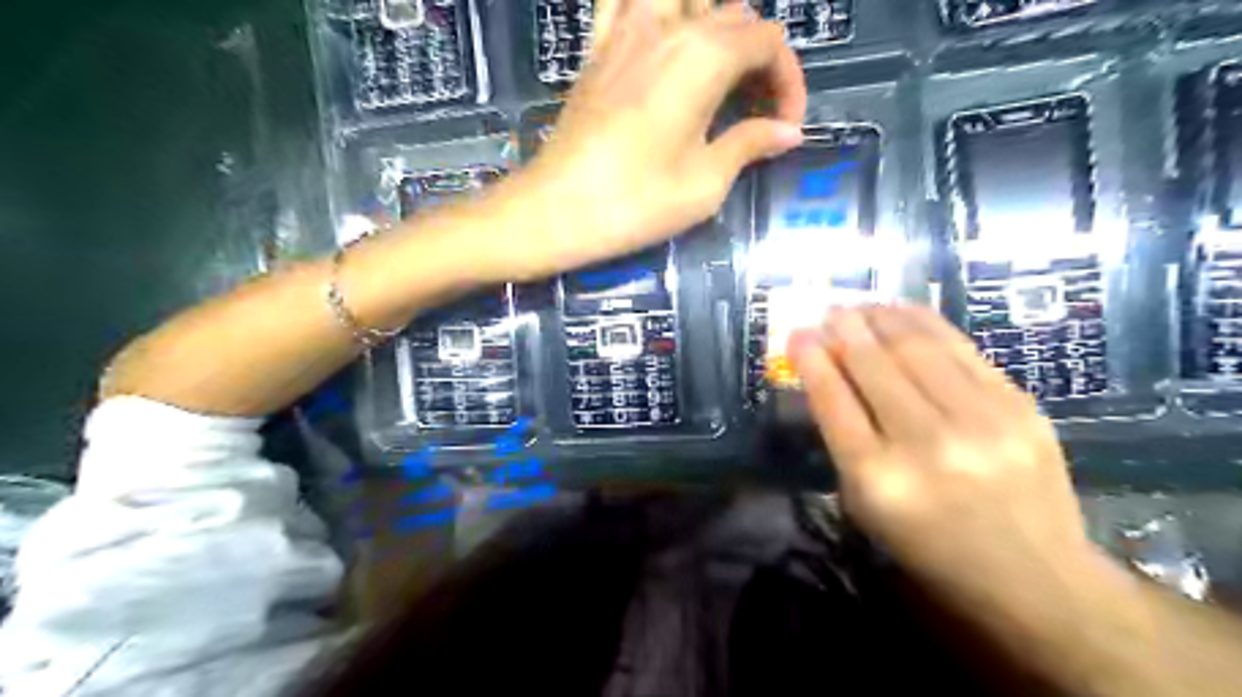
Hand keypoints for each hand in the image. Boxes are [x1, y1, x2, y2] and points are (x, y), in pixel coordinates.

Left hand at [494, 0, 806, 283]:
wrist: (556, 209)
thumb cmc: (635, 201)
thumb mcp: (705, 183)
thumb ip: (750, 144)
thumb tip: (789, 132)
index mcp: (704, 56)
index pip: (768, 42)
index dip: (789, 81)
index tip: (785, 127)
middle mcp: (668, 27)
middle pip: (734, 16)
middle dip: (759, 61)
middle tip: (757, 114)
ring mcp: (625, 30)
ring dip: (712, 24)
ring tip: (716, 72)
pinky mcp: (597, 49)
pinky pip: (624, 1)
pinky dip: (652, 9)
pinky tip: (661, 41)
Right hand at [790, 305, 1100, 615]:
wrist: (1034, 577)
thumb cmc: (929, 547)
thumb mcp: (865, 506)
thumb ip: (843, 439)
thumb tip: (827, 374)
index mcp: (878, 479)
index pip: (834, 400)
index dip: (811, 359)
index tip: (797, 333)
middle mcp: (926, 444)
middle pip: (873, 366)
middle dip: (844, 330)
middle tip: (829, 310)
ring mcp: (980, 422)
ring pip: (917, 349)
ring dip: (882, 318)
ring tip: (862, 305)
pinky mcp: (1020, 408)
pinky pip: (961, 351)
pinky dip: (926, 324)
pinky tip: (904, 313)